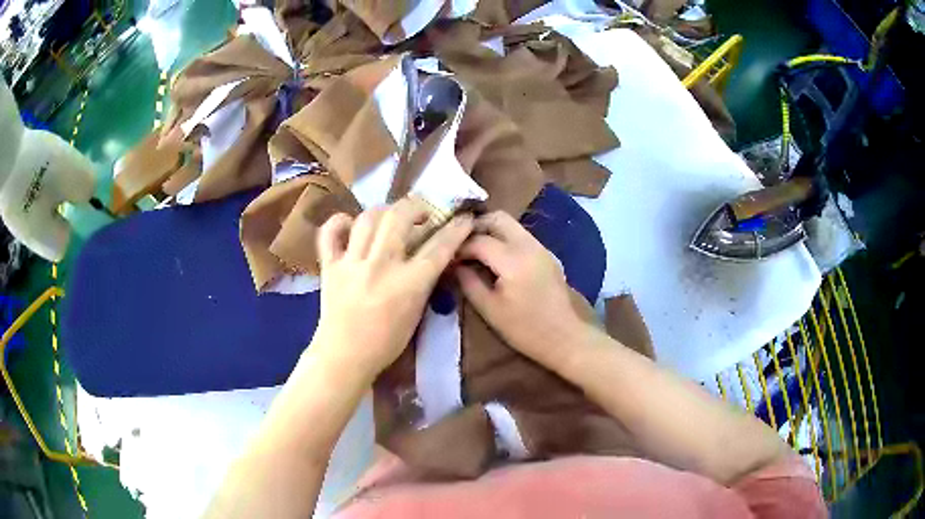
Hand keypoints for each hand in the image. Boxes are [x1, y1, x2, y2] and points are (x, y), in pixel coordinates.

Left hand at [311, 198, 473, 377]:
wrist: (345, 357)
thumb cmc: (386, 343)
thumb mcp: (417, 313)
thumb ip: (425, 281)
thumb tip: (434, 254)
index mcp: (408, 284)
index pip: (438, 247)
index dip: (456, 228)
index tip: (463, 218)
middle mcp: (380, 266)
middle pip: (399, 216)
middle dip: (415, 206)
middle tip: (421, 213)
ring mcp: (352, 263)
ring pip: (368, 217)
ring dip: (383, 211)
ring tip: (389, 219)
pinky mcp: (329, 266)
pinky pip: (330, 233)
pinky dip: (339, 223)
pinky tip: (350, 226)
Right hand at [456, 211, 588, 368]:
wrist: (566, 337)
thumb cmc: (525, 329)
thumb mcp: (490, 310)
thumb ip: (468, 282)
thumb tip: (454, 265)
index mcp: (512, 260)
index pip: (478, 240)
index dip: (458, 246)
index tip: (445, 256)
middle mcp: (528, 245)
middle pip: (498, 218)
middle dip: (476, 226)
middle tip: (459, 244)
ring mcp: (540, 247)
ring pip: (511, 225)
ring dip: (490, 231)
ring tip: (474, 251)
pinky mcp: (547, 254)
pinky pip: (521, 236)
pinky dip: (504, 239)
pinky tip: (495, 259)